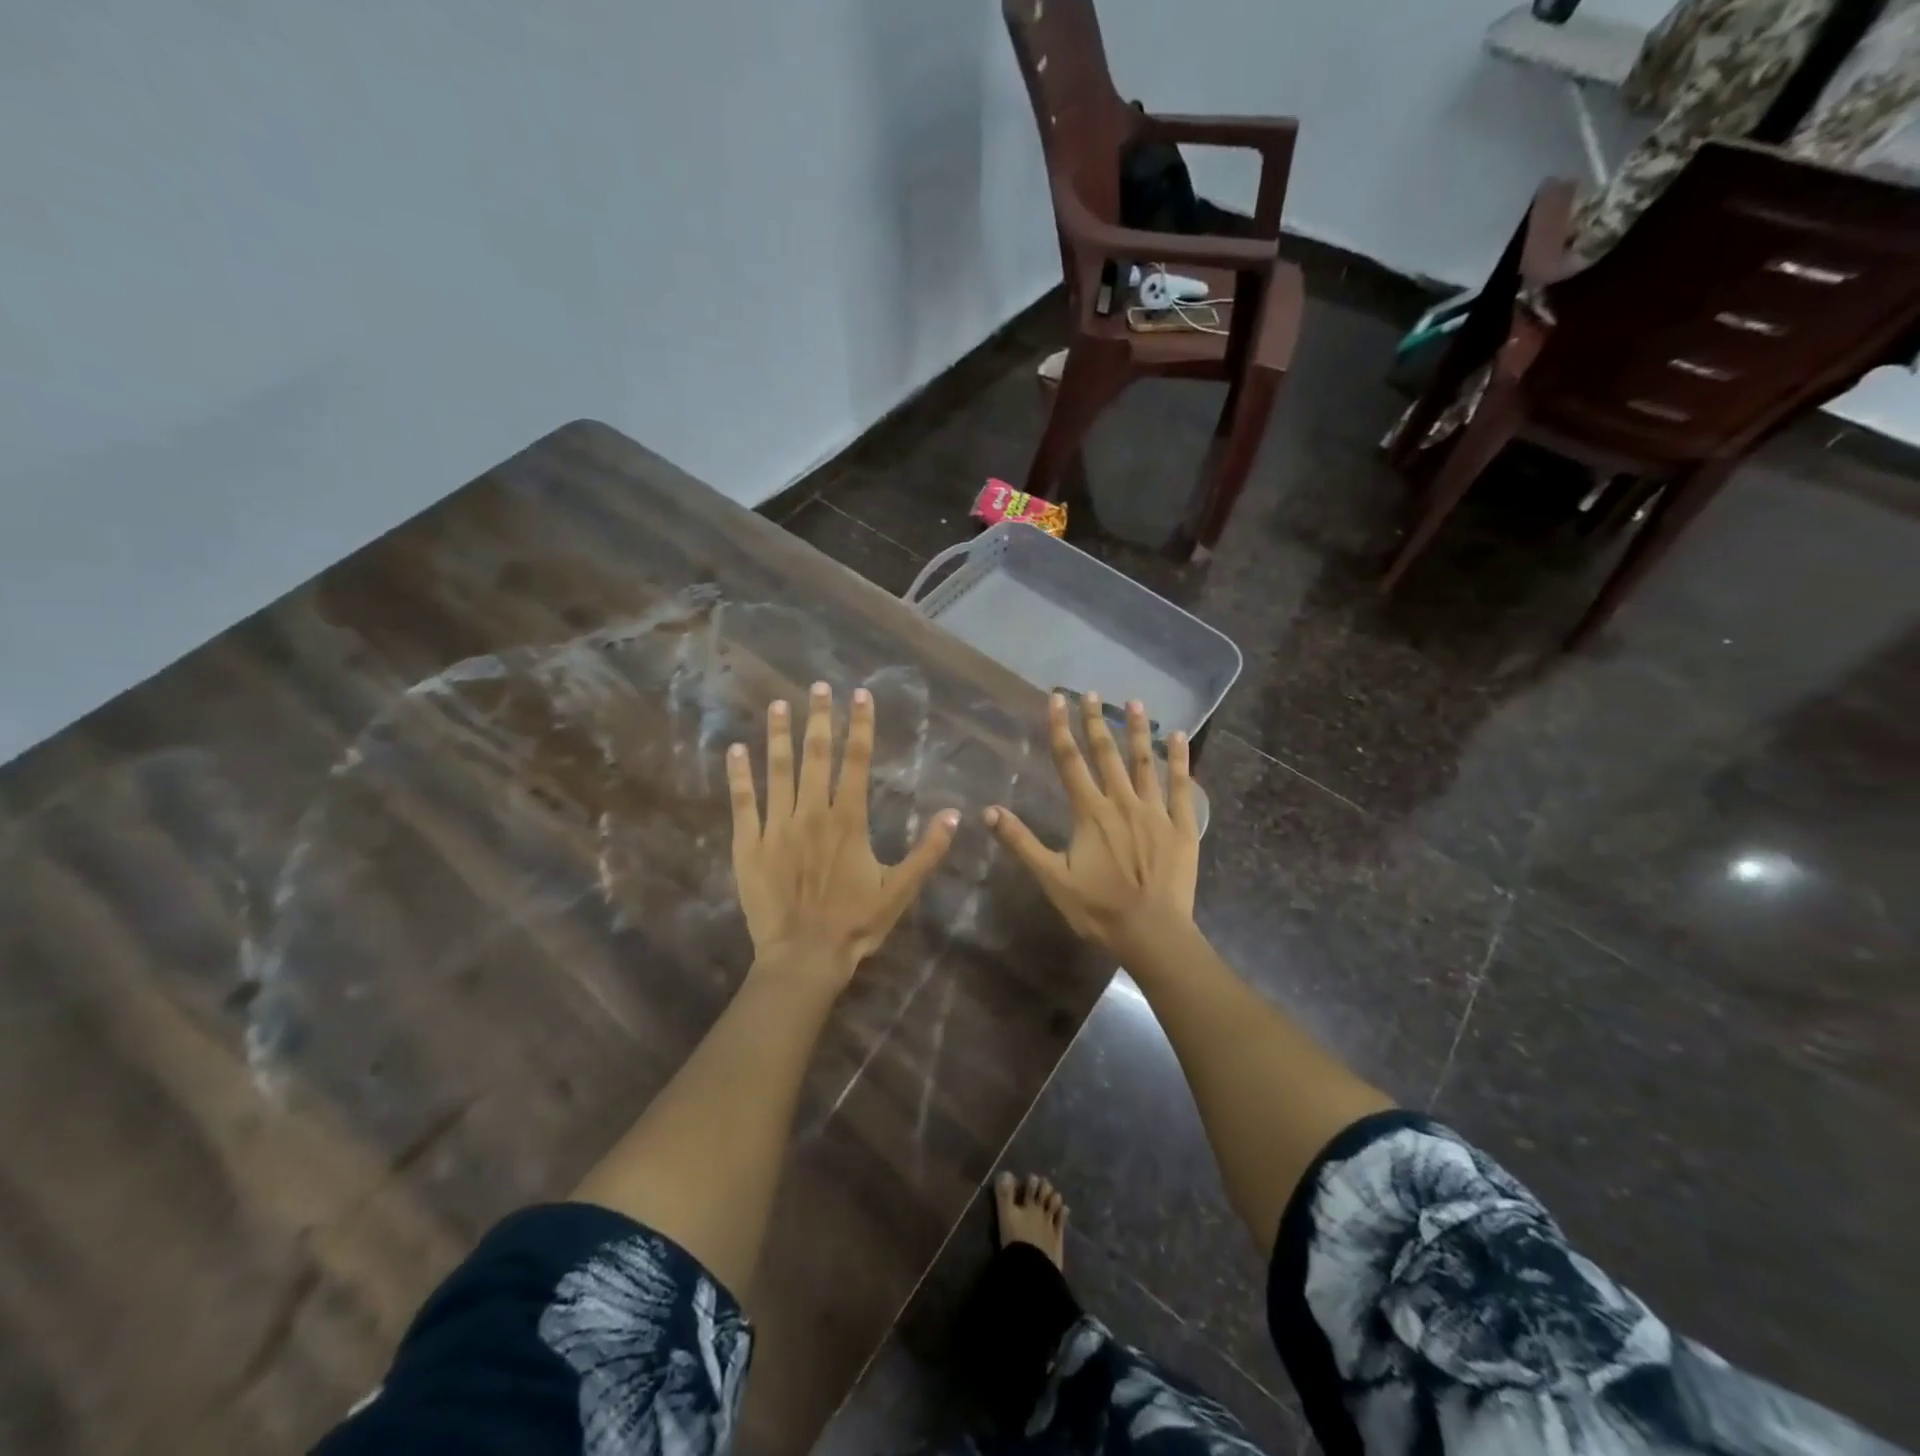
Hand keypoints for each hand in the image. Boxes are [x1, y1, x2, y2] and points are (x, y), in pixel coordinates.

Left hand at [728, 682, 957, 984]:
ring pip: (777, 770)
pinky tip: (736, 749)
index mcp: (848, 820)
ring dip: (779, 735)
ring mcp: (776, 827)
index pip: (856, 761)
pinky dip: (739, 775)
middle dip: (819, 718)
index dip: (859, 725)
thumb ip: (928, 851)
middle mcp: (811, 813)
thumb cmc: (855, 923)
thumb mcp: (901, 890)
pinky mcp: (748, 845)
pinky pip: (743, 803)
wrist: (804, 957)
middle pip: (816, 756)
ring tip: (780, 705)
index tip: (860, 695)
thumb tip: (956, 814)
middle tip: (818, 687)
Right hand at [985, 692, 1198, 957]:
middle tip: (1091, 693)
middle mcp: (1122, 802)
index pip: (1070, 761)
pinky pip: (1182, 786)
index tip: (1057, 699)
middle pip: (1106, 754)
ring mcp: (1155, 811)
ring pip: (1144, 762)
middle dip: (1096, 721)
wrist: (1152, 932)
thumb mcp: (1052, 878)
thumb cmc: (1098, 908)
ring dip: (1138, 731)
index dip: (1060, 728)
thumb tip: (988, 811)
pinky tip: (1180, 737)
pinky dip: (1180, 760)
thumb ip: (1022, 842)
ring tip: (1135, 702)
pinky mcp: (1181, 826)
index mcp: (1090, 812)